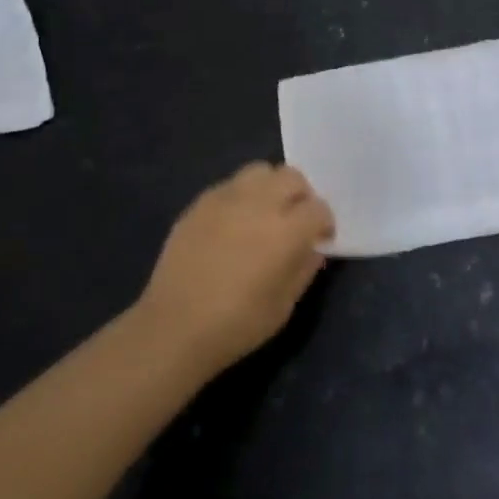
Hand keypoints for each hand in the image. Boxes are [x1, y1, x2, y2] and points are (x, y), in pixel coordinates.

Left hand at [137, 163, 333, 370]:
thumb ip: (304, 269)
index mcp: (286, 231)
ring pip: (260, 171)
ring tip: (264, 213)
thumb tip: (311, 248)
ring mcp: (226, 199)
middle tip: (295, 221)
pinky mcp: (200, 203)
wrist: (175, 327)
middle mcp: (259, 204)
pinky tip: (234, 223)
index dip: (324, 222)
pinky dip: (242, 196)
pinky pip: (230, 185)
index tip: (320, 239)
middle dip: (301, 196)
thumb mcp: (284, 306)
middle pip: (292, 177)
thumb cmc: (237, 324)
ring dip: (271, 187)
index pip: (318, 208)